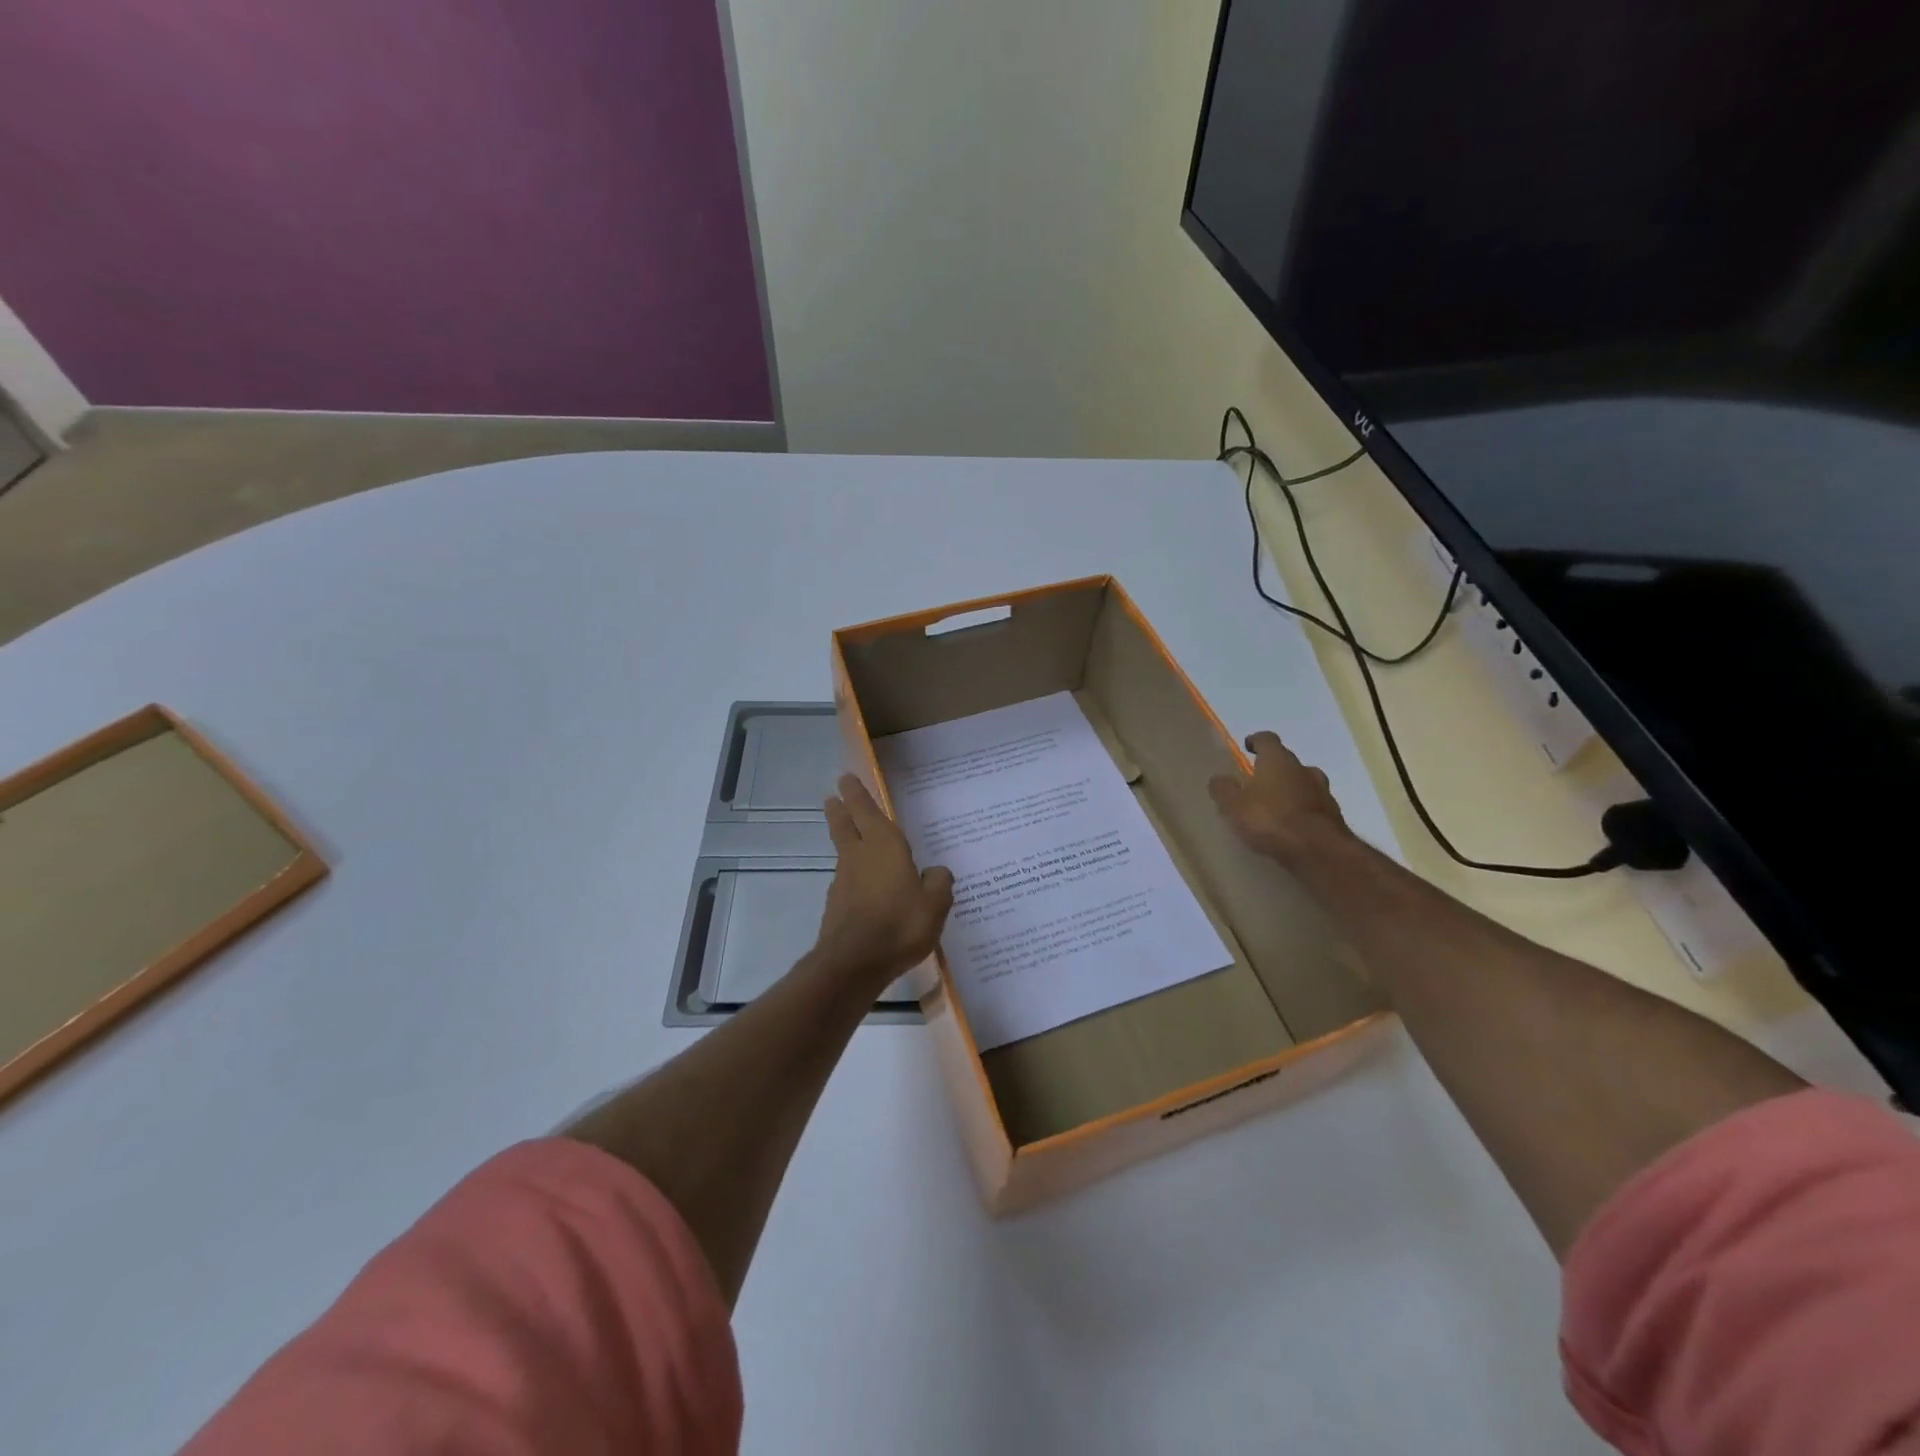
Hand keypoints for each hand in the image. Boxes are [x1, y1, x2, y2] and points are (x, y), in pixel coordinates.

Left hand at [816, 774, 954, 985]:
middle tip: (832, 797)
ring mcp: (843, 882)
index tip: (845, 779)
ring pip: (844, 852)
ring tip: (853, 841)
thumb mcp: (935, 904)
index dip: (856, 793)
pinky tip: (866, 890)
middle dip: (840, 809)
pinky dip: (854, 877)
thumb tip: (936, 872)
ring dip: (844, 841)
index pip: (866, 810)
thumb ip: (938, 883)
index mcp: (884, 846)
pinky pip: (847, 882)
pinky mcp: (837, 906)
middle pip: (845, 825)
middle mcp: (859, 856)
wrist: (854, 963)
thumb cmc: (900, 924)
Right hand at [1209, 730, 1352, 865]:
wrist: (1318, 851)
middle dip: (1274, 770)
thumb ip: (1223, 789)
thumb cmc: (1270, 819)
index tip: (1247, 747)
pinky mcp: (1334, 816)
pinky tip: (1292, 827)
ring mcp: (1323, 792)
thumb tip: (1218, 779)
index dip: (1256, 741)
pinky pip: (1313, 807)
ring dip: (1291, 791)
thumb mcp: (1233, 806)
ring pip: (1304, 784)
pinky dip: (1303, 811)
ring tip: (1276, 807)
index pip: (1267, 739)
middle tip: (1258, 783)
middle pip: (1287, 762)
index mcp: (1278, 760)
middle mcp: (1304, 769)